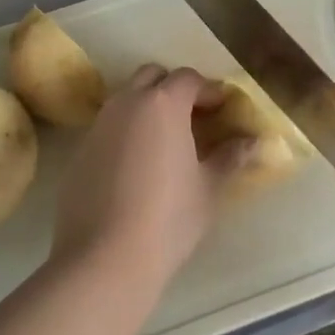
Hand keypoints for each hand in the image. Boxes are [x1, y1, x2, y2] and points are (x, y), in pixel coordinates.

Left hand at [50, 65, 253, 290]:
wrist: (104, 258)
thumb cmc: (168, 218)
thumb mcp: (208, 188)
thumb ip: (231, 157)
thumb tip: (254, 142)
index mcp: (163, 104)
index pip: (188, 78)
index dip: (208, 90)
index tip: (223, 109)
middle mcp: (127, 103)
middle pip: (152, 76)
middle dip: (174, 88)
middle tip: (194, 117)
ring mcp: (99, 125)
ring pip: (126, 98)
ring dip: (148, 107)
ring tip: (166, 141)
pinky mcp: (80, 151)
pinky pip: (108, 127)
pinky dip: (126, 132)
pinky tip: (137, 166)